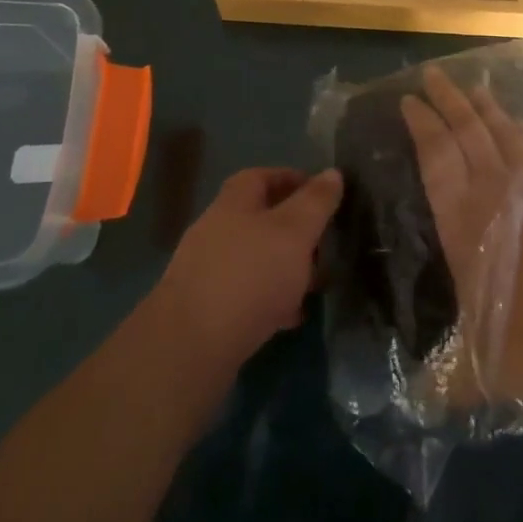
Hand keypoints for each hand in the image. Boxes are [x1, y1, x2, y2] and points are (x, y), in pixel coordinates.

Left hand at [151, 167, 344, 371]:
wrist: (189, 349)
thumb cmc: (250, 275)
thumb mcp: (295, 231)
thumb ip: (316, 202)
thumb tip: (333, 172)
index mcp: (234, 202)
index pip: (263, 176)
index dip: (293, 179)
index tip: (322, 195)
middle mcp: (216, 229)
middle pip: (259, 218)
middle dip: (294, 229)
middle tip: (323, 245)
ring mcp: (206, 270)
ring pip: (254, 258)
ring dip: (284, 267)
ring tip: (312, 285)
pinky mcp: (204, 310)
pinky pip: (244, 294)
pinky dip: (269, 299)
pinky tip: (288, 317)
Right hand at [400, 66, 522, 401]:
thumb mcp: (486, 368)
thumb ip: (450, 379)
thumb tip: (420, 402)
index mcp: (464, 222)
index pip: (436, 159)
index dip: (422, 126)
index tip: (409, 100)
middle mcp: (496, 190)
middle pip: (466, 131)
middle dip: (447, 101)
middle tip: (433, 74)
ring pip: (503, 131)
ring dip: (485, 107)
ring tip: (474, 86)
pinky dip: (522, 130)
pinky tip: (521, 128)